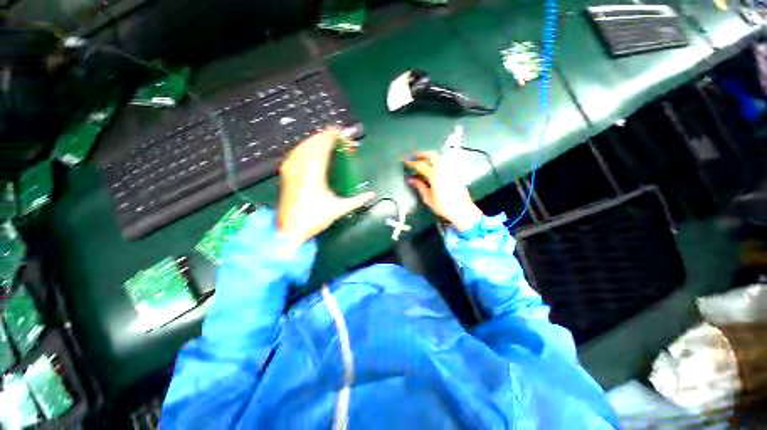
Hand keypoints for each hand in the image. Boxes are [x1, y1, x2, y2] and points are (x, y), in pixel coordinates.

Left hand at [277, 129, 374, 246]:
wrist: (291, 230)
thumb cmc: (315, 219)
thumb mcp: (339, 209)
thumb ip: (357, 200)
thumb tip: (372, 194)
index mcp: (315, 175)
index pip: (323, 149)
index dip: (331, 138)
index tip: (340, 132)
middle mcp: (302, 169)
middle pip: (312, 145)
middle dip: (324, 136)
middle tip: (335, 134)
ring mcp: (292, 171)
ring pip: (302, 148)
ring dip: (314, 140)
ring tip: (324, 139)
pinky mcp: (286, 175)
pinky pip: (294, 155)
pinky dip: (303, 148)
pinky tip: (307, 149)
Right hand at [404, 151, 482, 232]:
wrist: (462, 210)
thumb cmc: (443, 206)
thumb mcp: (428, 198)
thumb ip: (419, 186)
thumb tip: (411, 179)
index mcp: (435, 175)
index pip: (420, 165)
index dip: (412, 163)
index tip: (405, 161)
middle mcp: (443, 169)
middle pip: (432, 155)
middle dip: (422, 154)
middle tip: (414, 156)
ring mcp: (450, 170)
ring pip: (439, 157)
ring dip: (430, 157)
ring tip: (423, 161)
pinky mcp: (455, 173)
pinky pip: (444, 162)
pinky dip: (436, 161)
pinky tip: (433, 168)